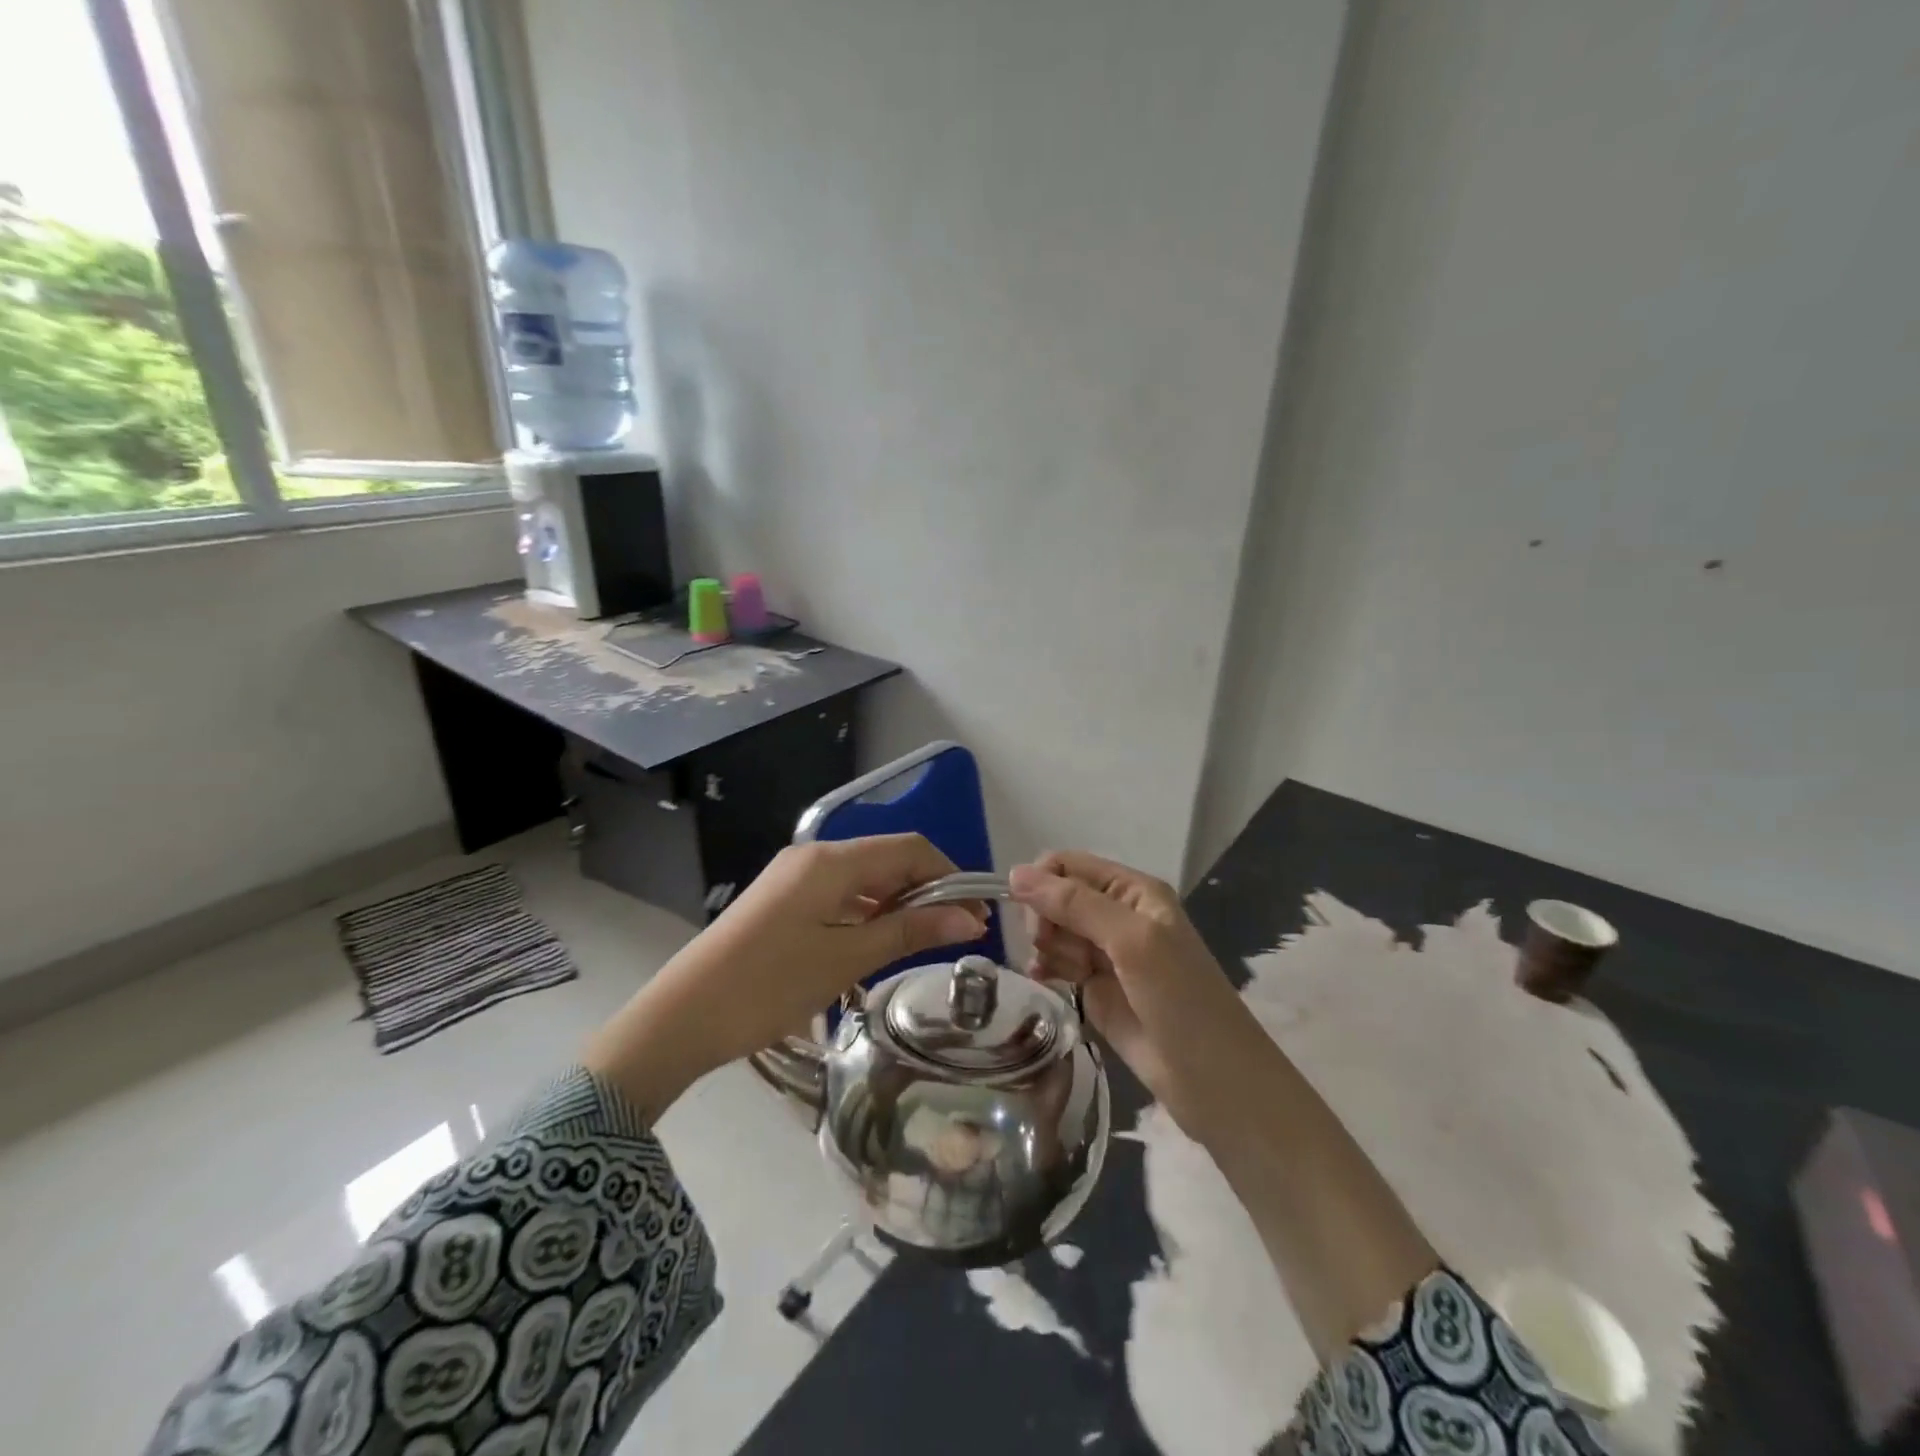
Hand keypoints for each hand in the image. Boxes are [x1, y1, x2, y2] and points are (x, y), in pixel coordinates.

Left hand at [586, 835, 986, 1118]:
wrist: (683, 1016)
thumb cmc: (770, 985)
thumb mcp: (846, 959)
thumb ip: (910, 931)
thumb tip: (969, 918)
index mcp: (831, 861)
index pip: (909, 849)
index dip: (949, 876)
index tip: (977, 916)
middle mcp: (814, 856)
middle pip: (887, 860)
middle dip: (927, 891)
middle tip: (958, 935)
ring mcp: (795, 876)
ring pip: (864, 878)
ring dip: (899, 904)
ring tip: (926, 942)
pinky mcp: (783, 899)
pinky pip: (840, 894)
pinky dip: (868, 912)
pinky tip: (880, 942)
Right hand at [1010, 850, 1259, 1141]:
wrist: (1212, 1081)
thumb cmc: (1179, 1000)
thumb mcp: (1131, 941)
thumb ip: (1075, 904)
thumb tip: (1015, 873)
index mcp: (1133, 891)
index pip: (1069, 866)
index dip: (1042, 883)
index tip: (1031, 917)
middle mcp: (1118, 915)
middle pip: (1056, 897)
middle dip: (1045, 918)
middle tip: (1049, 946)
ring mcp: (1106, 953)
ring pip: (1053, 930)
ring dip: (1047, 945)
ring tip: (1065, 972)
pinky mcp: (1095, 988)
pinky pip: (1056, 963)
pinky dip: (1045, 967)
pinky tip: (1041, 979)